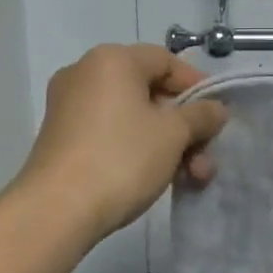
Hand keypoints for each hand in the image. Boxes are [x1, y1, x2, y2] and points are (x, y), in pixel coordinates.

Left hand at [6, 44, 227, 239]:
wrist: (55, 212)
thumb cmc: (122, 158)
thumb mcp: (175, 134)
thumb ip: (202, 115)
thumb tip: (215, 109)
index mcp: (113, 60)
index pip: (167, 61)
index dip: (198, 86)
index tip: (217, 115)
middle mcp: (86, 74)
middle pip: (152, 92)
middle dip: (186, 126)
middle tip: (206, 154)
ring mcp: (70, 107)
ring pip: (134, 117)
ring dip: (169, 144)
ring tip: (192, 177)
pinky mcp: (62, 138)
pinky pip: (112, 132)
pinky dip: (140, 149)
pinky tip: (162, 178)